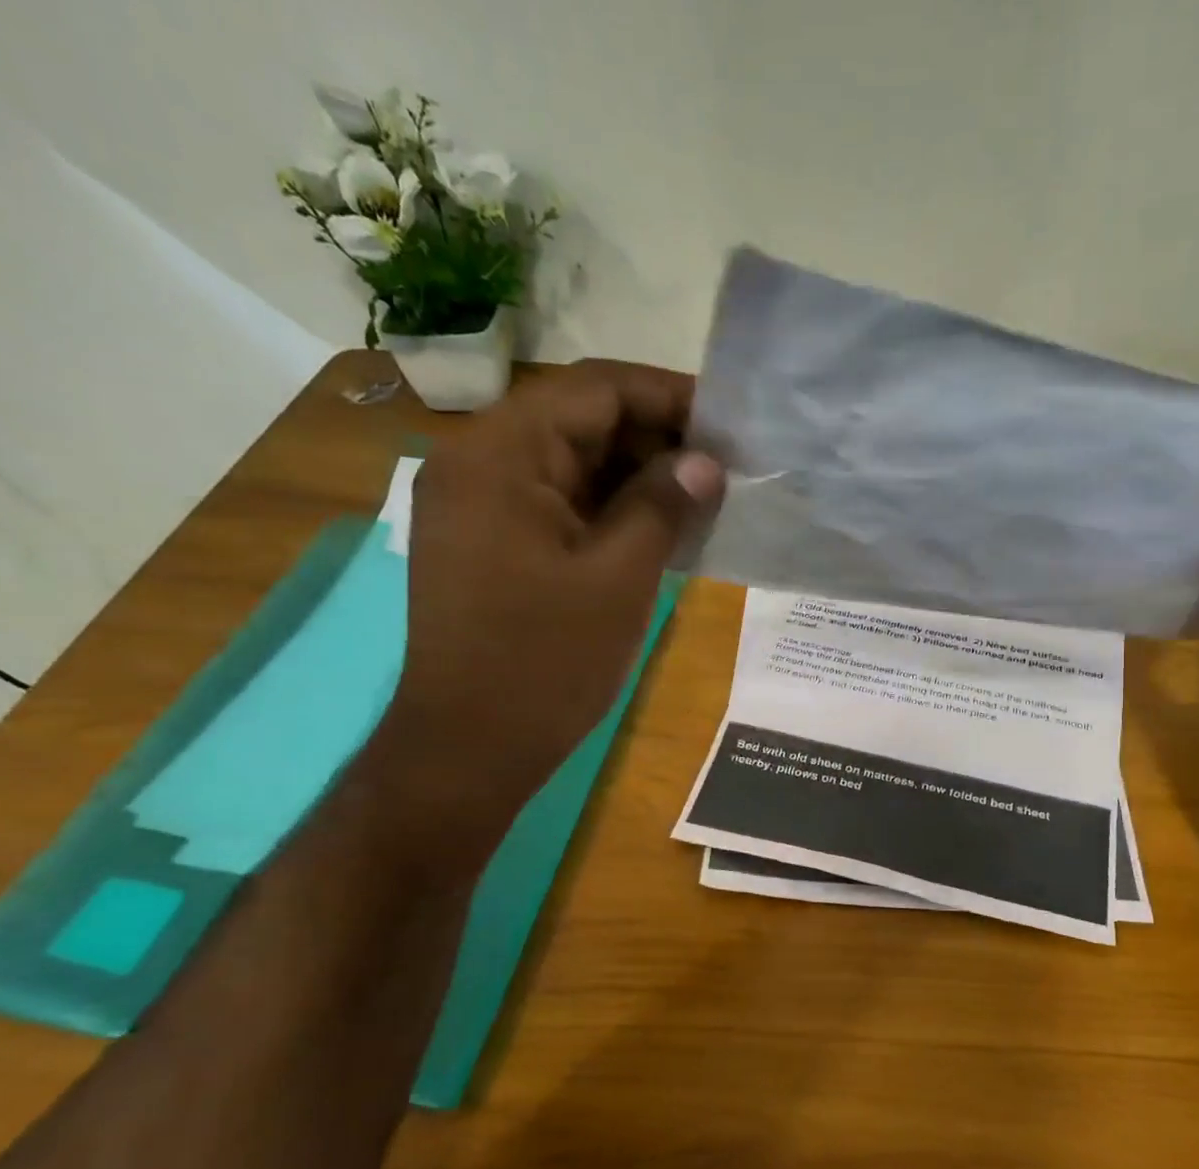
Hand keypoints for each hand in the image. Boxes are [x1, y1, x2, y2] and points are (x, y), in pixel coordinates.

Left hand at [361, 359, 723, 865]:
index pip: (594, 390)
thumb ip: (662, 506)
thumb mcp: (619, 579)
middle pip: (577, 421)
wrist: (470, 747)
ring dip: (632, 477)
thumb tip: (704, 463)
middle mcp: (476, 463)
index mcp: (500, 455)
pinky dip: (603, 510)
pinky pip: (552, 505)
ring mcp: (475, 506)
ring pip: (567, 465)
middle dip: (653, 439)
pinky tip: (654, 530)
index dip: (667, 396)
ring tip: (700, 500)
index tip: (728, 422)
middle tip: (723, 469)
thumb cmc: (545, 663)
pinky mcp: (484, 544)